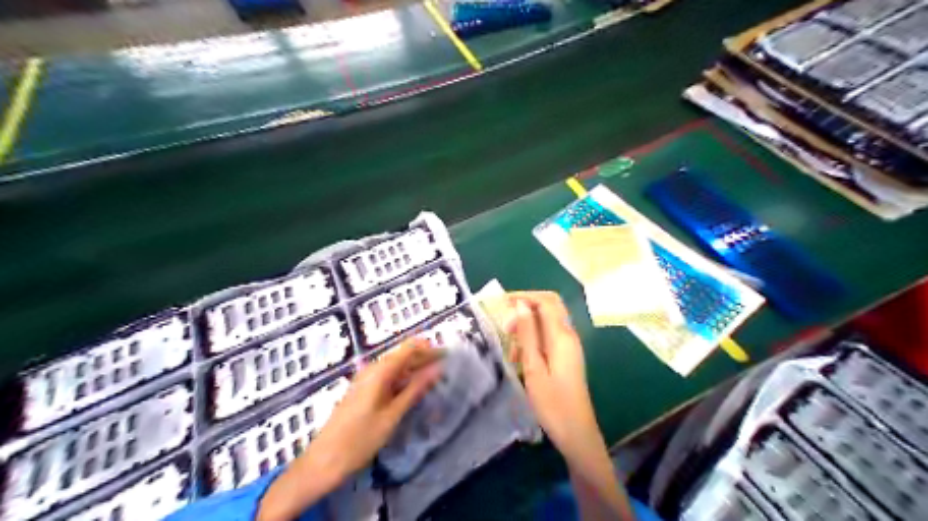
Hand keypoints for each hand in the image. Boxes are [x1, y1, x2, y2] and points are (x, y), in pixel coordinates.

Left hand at [254, 339, 439, 520]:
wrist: (324, 461)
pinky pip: (389, 378)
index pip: (410, 348)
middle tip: (448, 370)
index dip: (430, 349)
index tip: (450, 357)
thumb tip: (437, 368)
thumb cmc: (360, 439)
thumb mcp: (392, 415)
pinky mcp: (364, 392)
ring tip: (437, 380)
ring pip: (397, 368)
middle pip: (404, 356)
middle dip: (426, 359)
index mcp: (380, 371)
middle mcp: (373, 369)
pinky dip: (405, 381)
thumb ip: (415, 389)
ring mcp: (367, 380)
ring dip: (416, 371)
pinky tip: (415, 391)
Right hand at [504, 292, 634, 518]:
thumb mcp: (534, 367)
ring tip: (509, 349)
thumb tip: (521, 305)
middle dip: (525, 308)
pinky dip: (532, 340)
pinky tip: (519, 359)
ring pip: (546, 322)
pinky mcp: (566, 356)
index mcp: (561, 336)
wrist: (576, 432)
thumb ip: (527, 334)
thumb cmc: (552, 403)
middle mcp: (568, 335)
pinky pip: (547, 337)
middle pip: (549, 307)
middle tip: (504, 324)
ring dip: (527, 327)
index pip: (546, 301)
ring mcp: (569, 346)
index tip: (501, 303)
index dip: (524, 296)